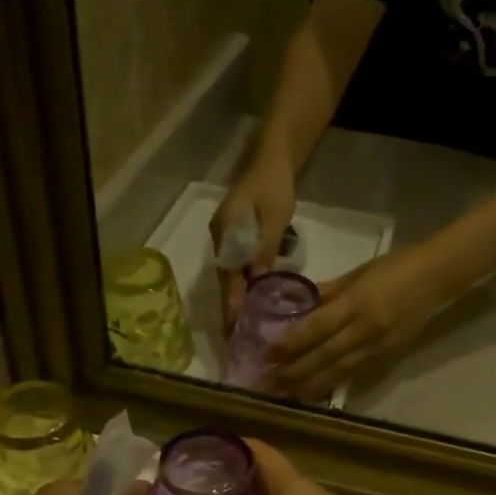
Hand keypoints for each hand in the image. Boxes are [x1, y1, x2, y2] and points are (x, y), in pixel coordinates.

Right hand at [209, 150, 296, 329]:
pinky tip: (255, 298)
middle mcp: (220, 239)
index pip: (227, 280)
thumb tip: (258, 285)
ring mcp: (226, 236)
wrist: (273, 156)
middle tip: (240, 338)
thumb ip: (265, 251)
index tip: (233, 332)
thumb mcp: (274, 219)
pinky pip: (237, 265)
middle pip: (226, 280)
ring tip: (247, 325)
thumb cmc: (274, 185)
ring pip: (232, 274)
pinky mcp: (236, 234)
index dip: (231, 306)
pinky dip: (244, 283)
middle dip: (233, 308)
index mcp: (226, 235)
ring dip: (239, 298)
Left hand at [268, 247, 445, 400]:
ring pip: (339, 371)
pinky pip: (355, 373)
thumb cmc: (395, 267)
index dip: (291, 343)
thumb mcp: (357, 273)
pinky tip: (315, 391)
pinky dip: (333, 383)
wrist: (437, 278)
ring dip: (311, 385)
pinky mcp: (388, 356)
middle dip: (295, 371)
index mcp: (357, 303)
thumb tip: (299, 305)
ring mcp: (378, 346)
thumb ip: (328, 292)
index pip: (317, 328)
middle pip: (325, 356)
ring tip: (287, 394)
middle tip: (269, 381)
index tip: (268, 354)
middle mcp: (366, 329)